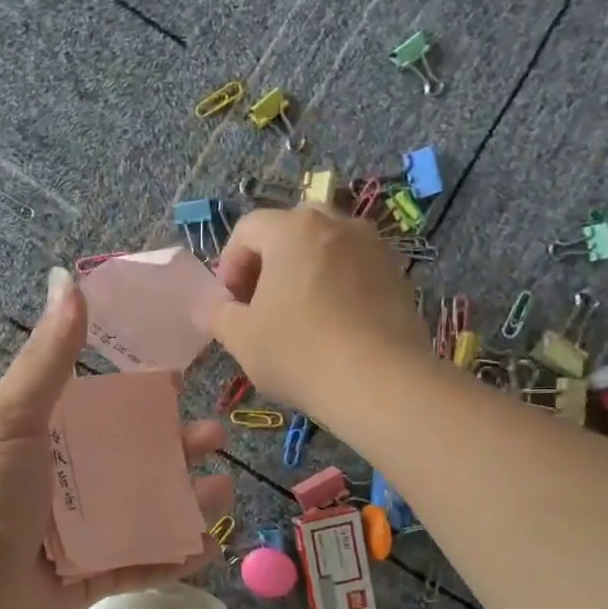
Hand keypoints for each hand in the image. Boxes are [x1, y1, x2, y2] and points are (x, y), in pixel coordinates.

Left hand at [0, 267, 233, 608]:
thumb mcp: (14, 415)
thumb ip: (48, 356)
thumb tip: (67, 279)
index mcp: (55, 440)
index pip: (110, 411)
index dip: (147, 397)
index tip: (183, 382)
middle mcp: (74, 482)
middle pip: (139, 461)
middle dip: (180, 449)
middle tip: (217, 438)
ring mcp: (86, 532)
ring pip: (149, 512)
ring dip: (188, 502)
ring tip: (223, 493)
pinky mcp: (93, 577)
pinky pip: (143, 565)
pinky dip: (175, 557)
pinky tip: (210, 546)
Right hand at [211, 205, 423, 412]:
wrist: (380, 383)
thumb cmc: (299, 352)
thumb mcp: (241, 338)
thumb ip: (217, 314)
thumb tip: (209, 307)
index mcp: (292, 230)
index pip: (248, 229)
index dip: (229, 264)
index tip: (229, 303)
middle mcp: (337, 225)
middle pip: (291, 229)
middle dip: (269, 261)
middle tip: (260, 302)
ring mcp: (374, 248)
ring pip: (327, 247)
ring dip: (305, 271)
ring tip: (298, 315)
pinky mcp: (398, 277)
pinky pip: (356, 270)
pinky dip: (337, 287)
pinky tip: (333, 327)